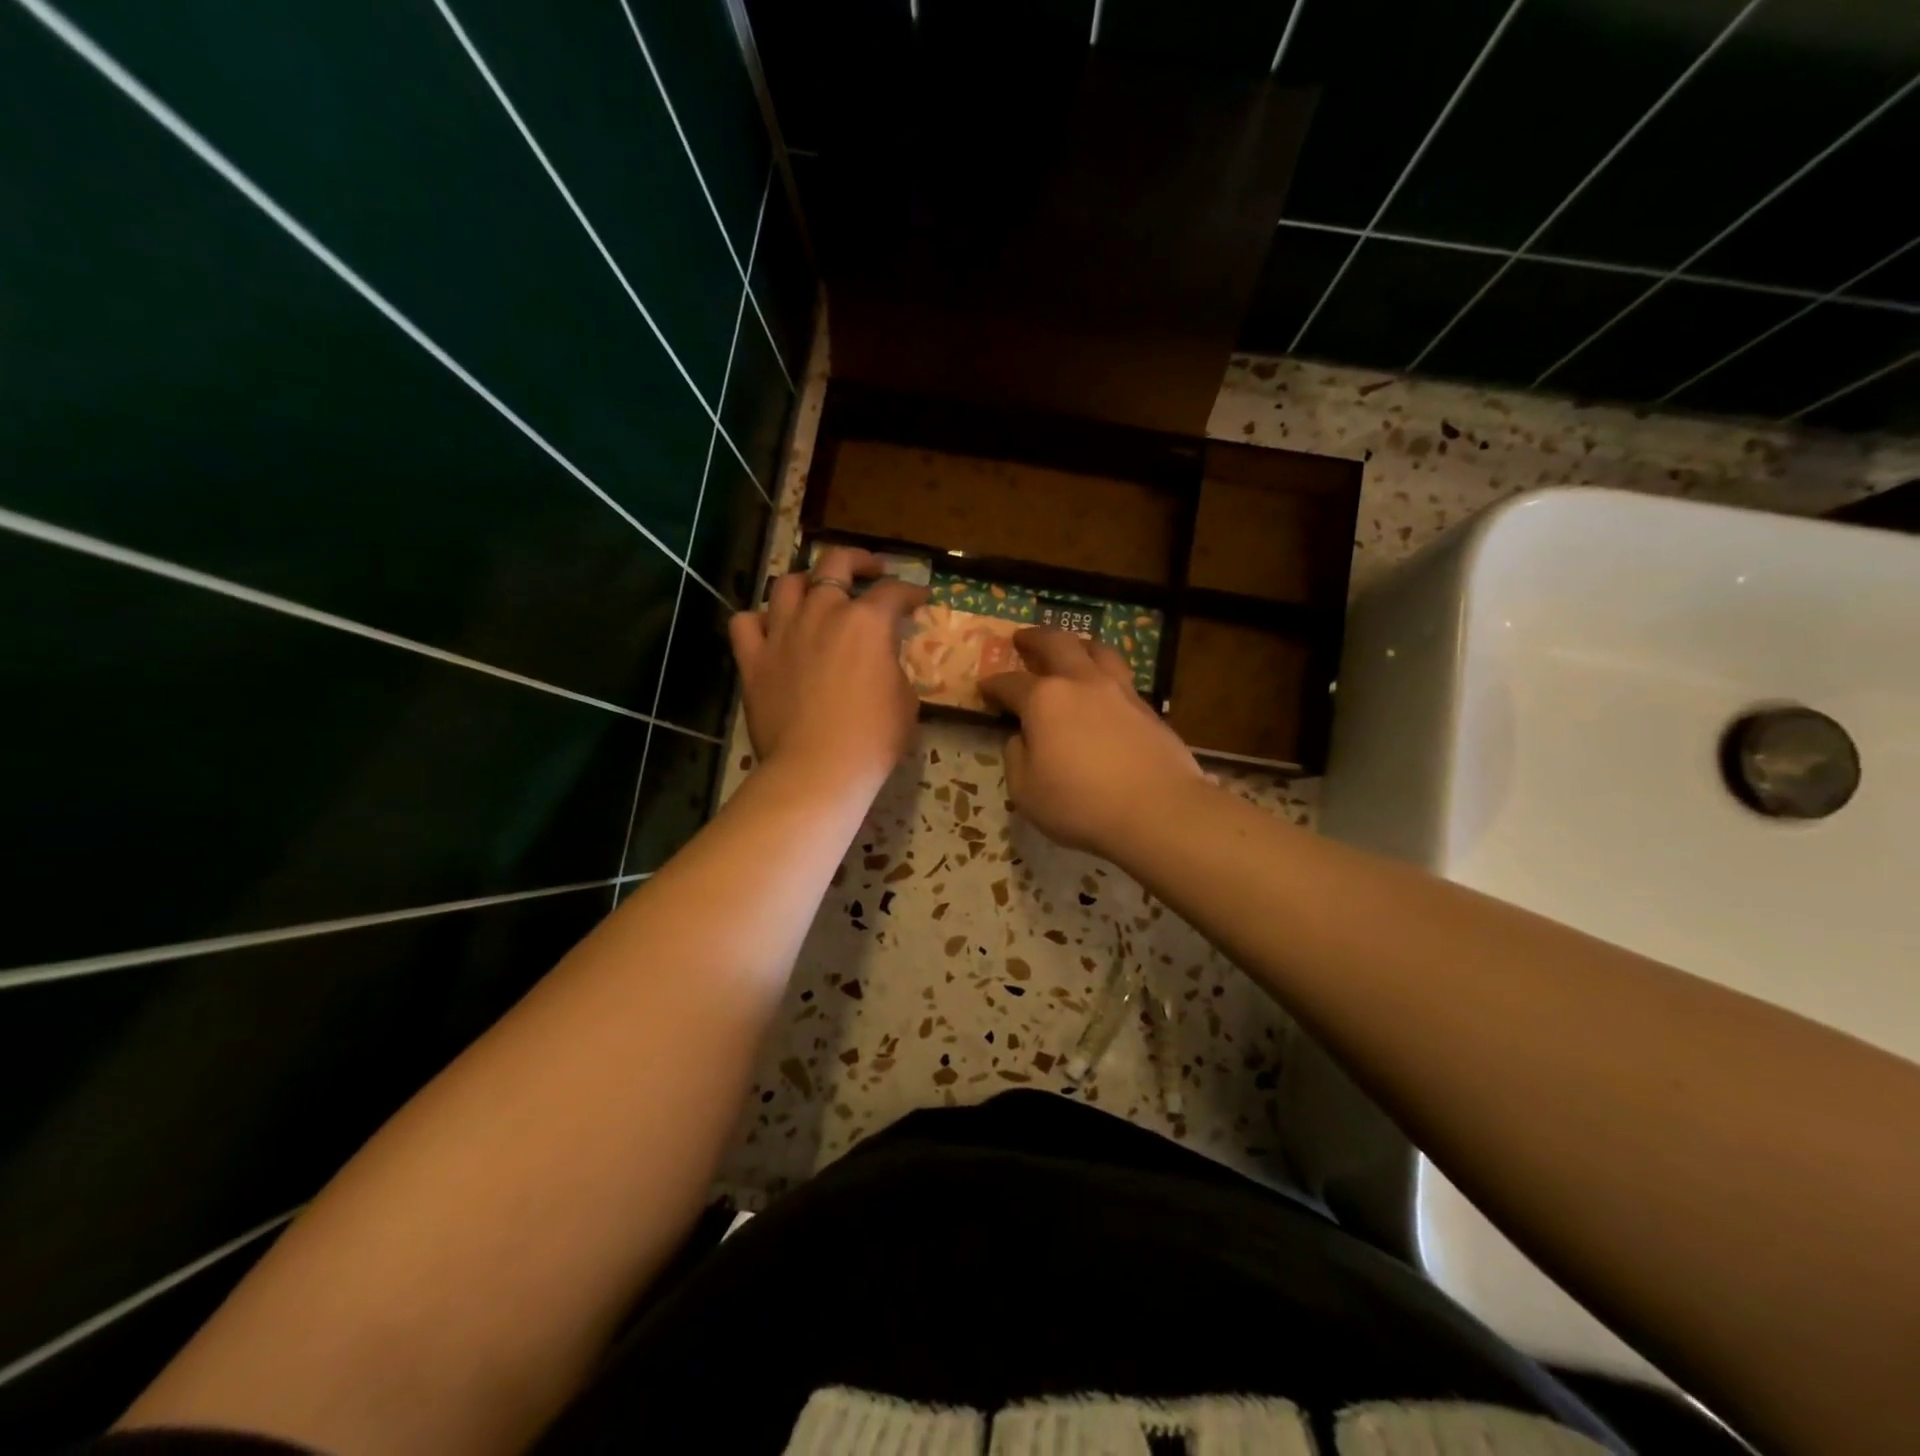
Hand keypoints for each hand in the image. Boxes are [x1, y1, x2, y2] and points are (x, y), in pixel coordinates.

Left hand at [728, 546, 927, 791]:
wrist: (818, 768)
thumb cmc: (874, 738)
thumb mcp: (905, 700)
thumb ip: (894, 667)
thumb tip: (884, 660)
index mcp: (867, 622)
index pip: (894, 592)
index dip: (911, 592)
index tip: (919, 599)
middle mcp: (823, 613)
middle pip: (835, 563)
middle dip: (858, 560)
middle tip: (870, 570)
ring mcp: (783, 632)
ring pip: (787, 584)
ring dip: (806, 582)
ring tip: (815, 593)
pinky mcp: (753, 658)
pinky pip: (746, 622)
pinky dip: (759, 620)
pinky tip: (771, 629)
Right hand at [979, 629, 1203, 857]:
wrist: (1157, 810)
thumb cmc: (1080, 803)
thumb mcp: (1025, 791)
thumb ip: (1016, 758)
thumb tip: (1022, 738)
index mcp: (1044, 700)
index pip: (1010, 683)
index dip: (993, 684)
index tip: (983, 686)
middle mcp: (1081, 683)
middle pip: (1057, 644)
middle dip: (1035, 638)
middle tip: (1023, 638)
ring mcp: (1119, 691)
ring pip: (1098, 651)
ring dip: (1078, 644)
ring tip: (1073, 647)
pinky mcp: (1147, 708)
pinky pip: (1121, 677)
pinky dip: (1105, 672)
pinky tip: (1104, 688)